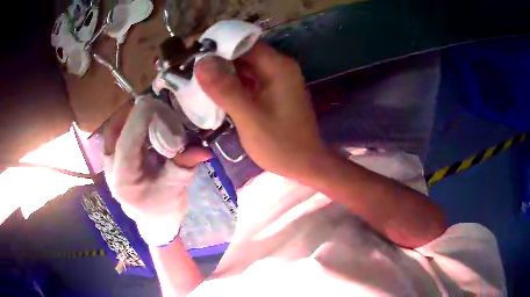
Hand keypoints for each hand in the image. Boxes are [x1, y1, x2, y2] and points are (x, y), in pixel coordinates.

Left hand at [103, 96, 210, 245]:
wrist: (153, 222)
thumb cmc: (163, 211)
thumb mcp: (175, 190)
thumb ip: (184, 167)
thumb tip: (204, 150)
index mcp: (123, 179)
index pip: (127, 142)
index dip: (139, 120)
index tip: (156, 102)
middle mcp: (111, 167)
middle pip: (117, 130)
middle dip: (136, 115)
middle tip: (158, 106)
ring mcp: (110, 161)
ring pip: (117, 128)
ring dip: (135, 118)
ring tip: (156, 112)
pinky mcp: (115, 156)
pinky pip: (121, 132)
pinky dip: (135, 124)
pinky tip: (150, 122)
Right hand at [195, 43, 327, 178]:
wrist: (305, 164)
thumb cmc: (281, 144)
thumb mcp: (249, 118)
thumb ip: (225, 89)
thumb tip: (201, 63)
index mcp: (278, 67)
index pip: (244, 43)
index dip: (219, 46)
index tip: (195, 55)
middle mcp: (280, 67)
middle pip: (244, 54)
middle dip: (219, 60)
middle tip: (192, 70)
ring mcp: (278, 80)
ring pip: (246, 67)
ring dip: (224, 73)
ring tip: (199, 80)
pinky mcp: (274, 92)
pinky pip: (250, 80)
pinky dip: (234, 84)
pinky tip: (217, 92)